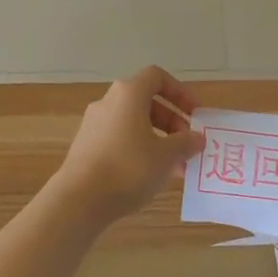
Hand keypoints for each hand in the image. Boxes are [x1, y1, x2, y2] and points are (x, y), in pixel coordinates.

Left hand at [50, 67, 204, 224]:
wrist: (80, 199)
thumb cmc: (129, 169)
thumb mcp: (167, 156)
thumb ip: (186, 143)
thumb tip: (197, 137)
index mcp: (128, 94)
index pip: (157, 77)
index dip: (180, 92)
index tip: (195, 114)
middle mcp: (108, 102)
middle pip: (146, 102)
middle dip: (172, 122)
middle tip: (187, 145)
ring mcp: (94, 124)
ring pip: (134, 124)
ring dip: (158, 139)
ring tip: (174, 167)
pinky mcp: (86, 146)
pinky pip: (120, 139)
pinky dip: (139, 150)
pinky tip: (150, 176)